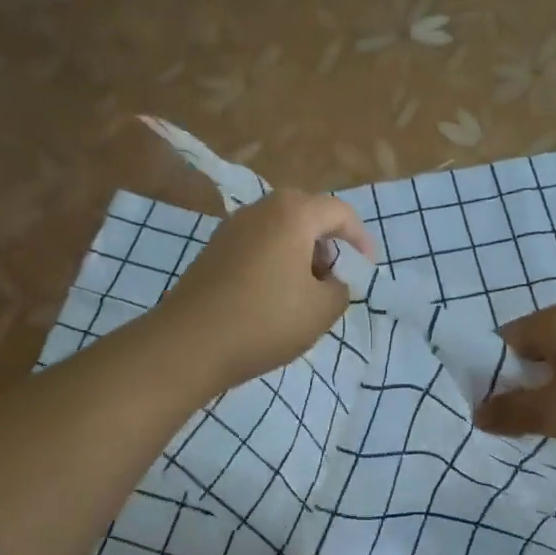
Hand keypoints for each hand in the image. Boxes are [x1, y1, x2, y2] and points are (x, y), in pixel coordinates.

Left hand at [156, 190, 375, 392]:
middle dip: (328, 241)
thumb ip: (340, 289)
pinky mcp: (212, 251)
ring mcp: (231, 229)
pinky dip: (275, 261)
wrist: (188, 344)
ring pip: (279, 229)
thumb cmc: (265, 321)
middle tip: (335, 275)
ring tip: (306, 290)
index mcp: (292, 214)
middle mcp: (260, 210)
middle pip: (306, 213)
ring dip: (300, 252)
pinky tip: (273, 297)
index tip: (366, 268)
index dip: (360, 238)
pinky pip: (256, 245)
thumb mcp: (322, 310)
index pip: (339, 212)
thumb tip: (330, 281)